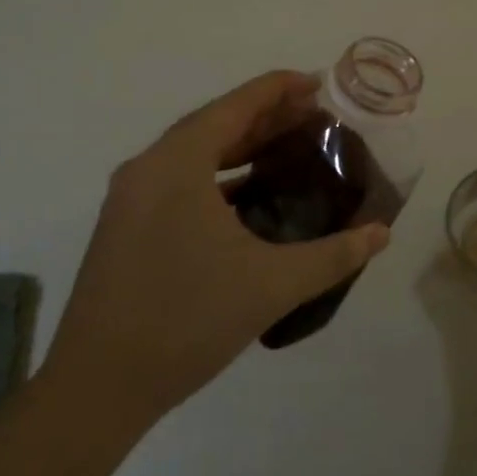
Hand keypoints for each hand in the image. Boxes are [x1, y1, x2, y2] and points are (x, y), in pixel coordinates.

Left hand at [39, 71, 391, 430]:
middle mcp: (149, 166)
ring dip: (242, 144)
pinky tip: (250, 194)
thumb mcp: (271, 286)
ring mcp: (131, 196)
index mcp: (178, 162)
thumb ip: (333, 255)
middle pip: (216, 121)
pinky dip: (218, 174)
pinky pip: (180, 178)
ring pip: (195, 151)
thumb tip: (381, 233)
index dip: (281, 88)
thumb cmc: (186, 322)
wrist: (95, 390)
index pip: (238, 104)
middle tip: (316, 117)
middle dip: (267, 115)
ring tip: (289, 147)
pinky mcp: (125, 224)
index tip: (321, 85)